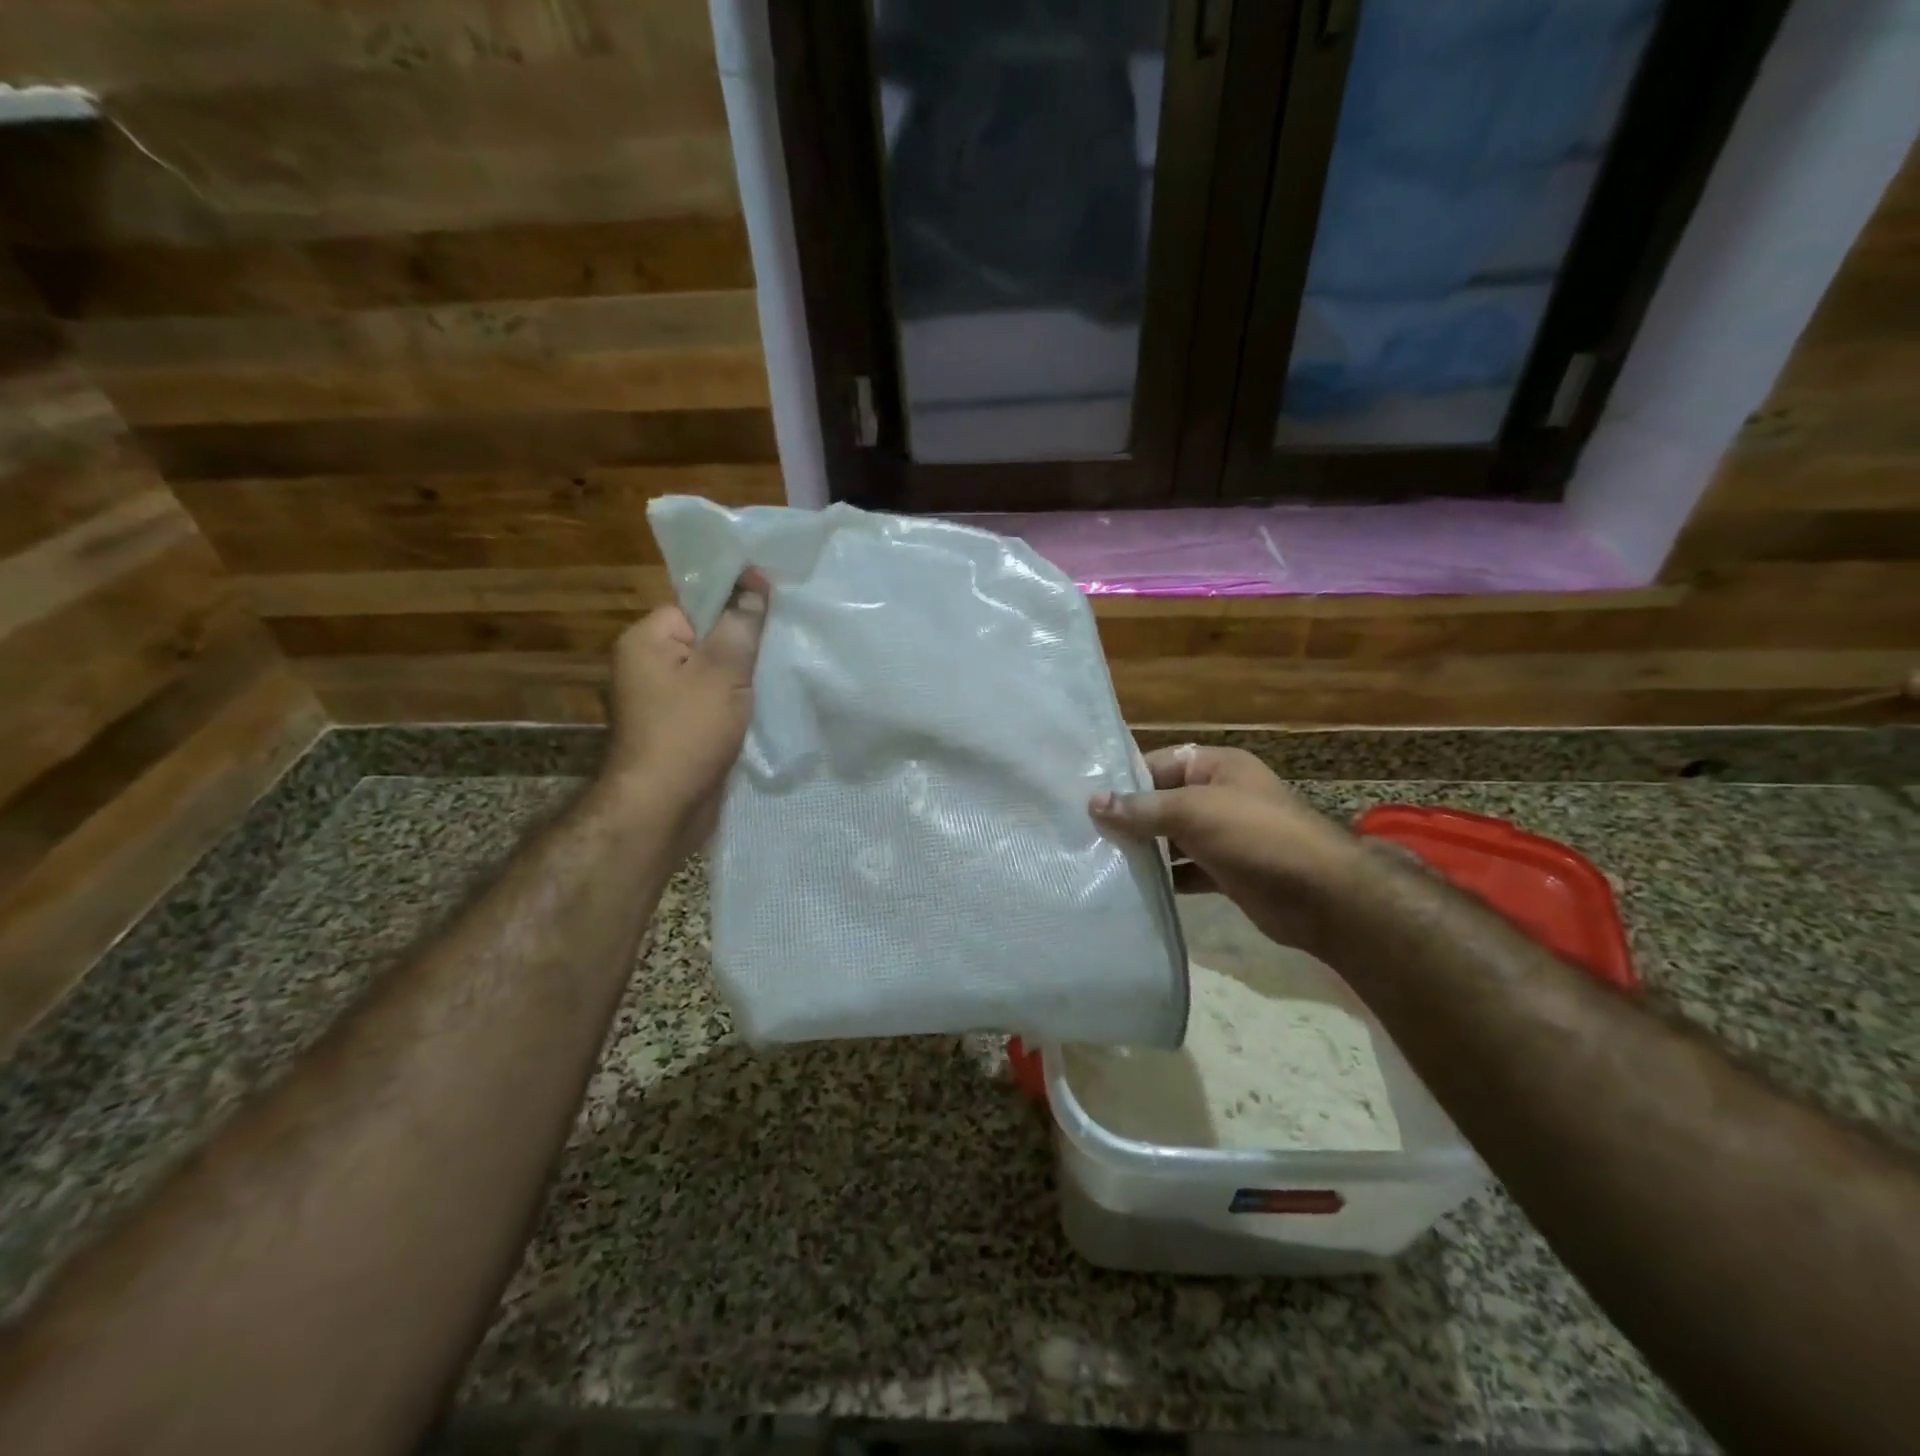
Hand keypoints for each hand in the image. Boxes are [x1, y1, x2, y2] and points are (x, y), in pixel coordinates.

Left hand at [601, 568, 769, 854]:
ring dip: (741, 681)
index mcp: (645, 640)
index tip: (772, 619)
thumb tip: (754, 580)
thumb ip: (741, 623)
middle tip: (780, 650)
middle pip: (706, 640)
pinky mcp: (675, 729)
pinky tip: (760, 709)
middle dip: (742, 648)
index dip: (734, 611)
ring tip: (776, 680)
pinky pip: (709, 703)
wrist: (663, 807)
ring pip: (711, 675)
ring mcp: (659, 701)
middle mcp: (645, 665)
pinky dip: (733, 706)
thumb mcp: (723, 670)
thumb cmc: (689, 731)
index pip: (696, 606)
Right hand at [1090, 745, 1367, 954]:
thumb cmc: (1256, 836)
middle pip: (1162, 801)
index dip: (1123, 780)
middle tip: (1083, 833)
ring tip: (1098, 860)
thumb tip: (1093, 802)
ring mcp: (1224, 836)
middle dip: (1128, 817)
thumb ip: (1142, 808)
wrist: (1322, 896)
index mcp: (1216, 767)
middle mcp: (1219, 796)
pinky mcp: (1226, 871)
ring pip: (1172, 838)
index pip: (1158, 764)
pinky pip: (1186, 869)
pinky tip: (1133, 887)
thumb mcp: (1194, 811)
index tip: (1083, 799)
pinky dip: (1164, 877)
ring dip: (1143, 849)